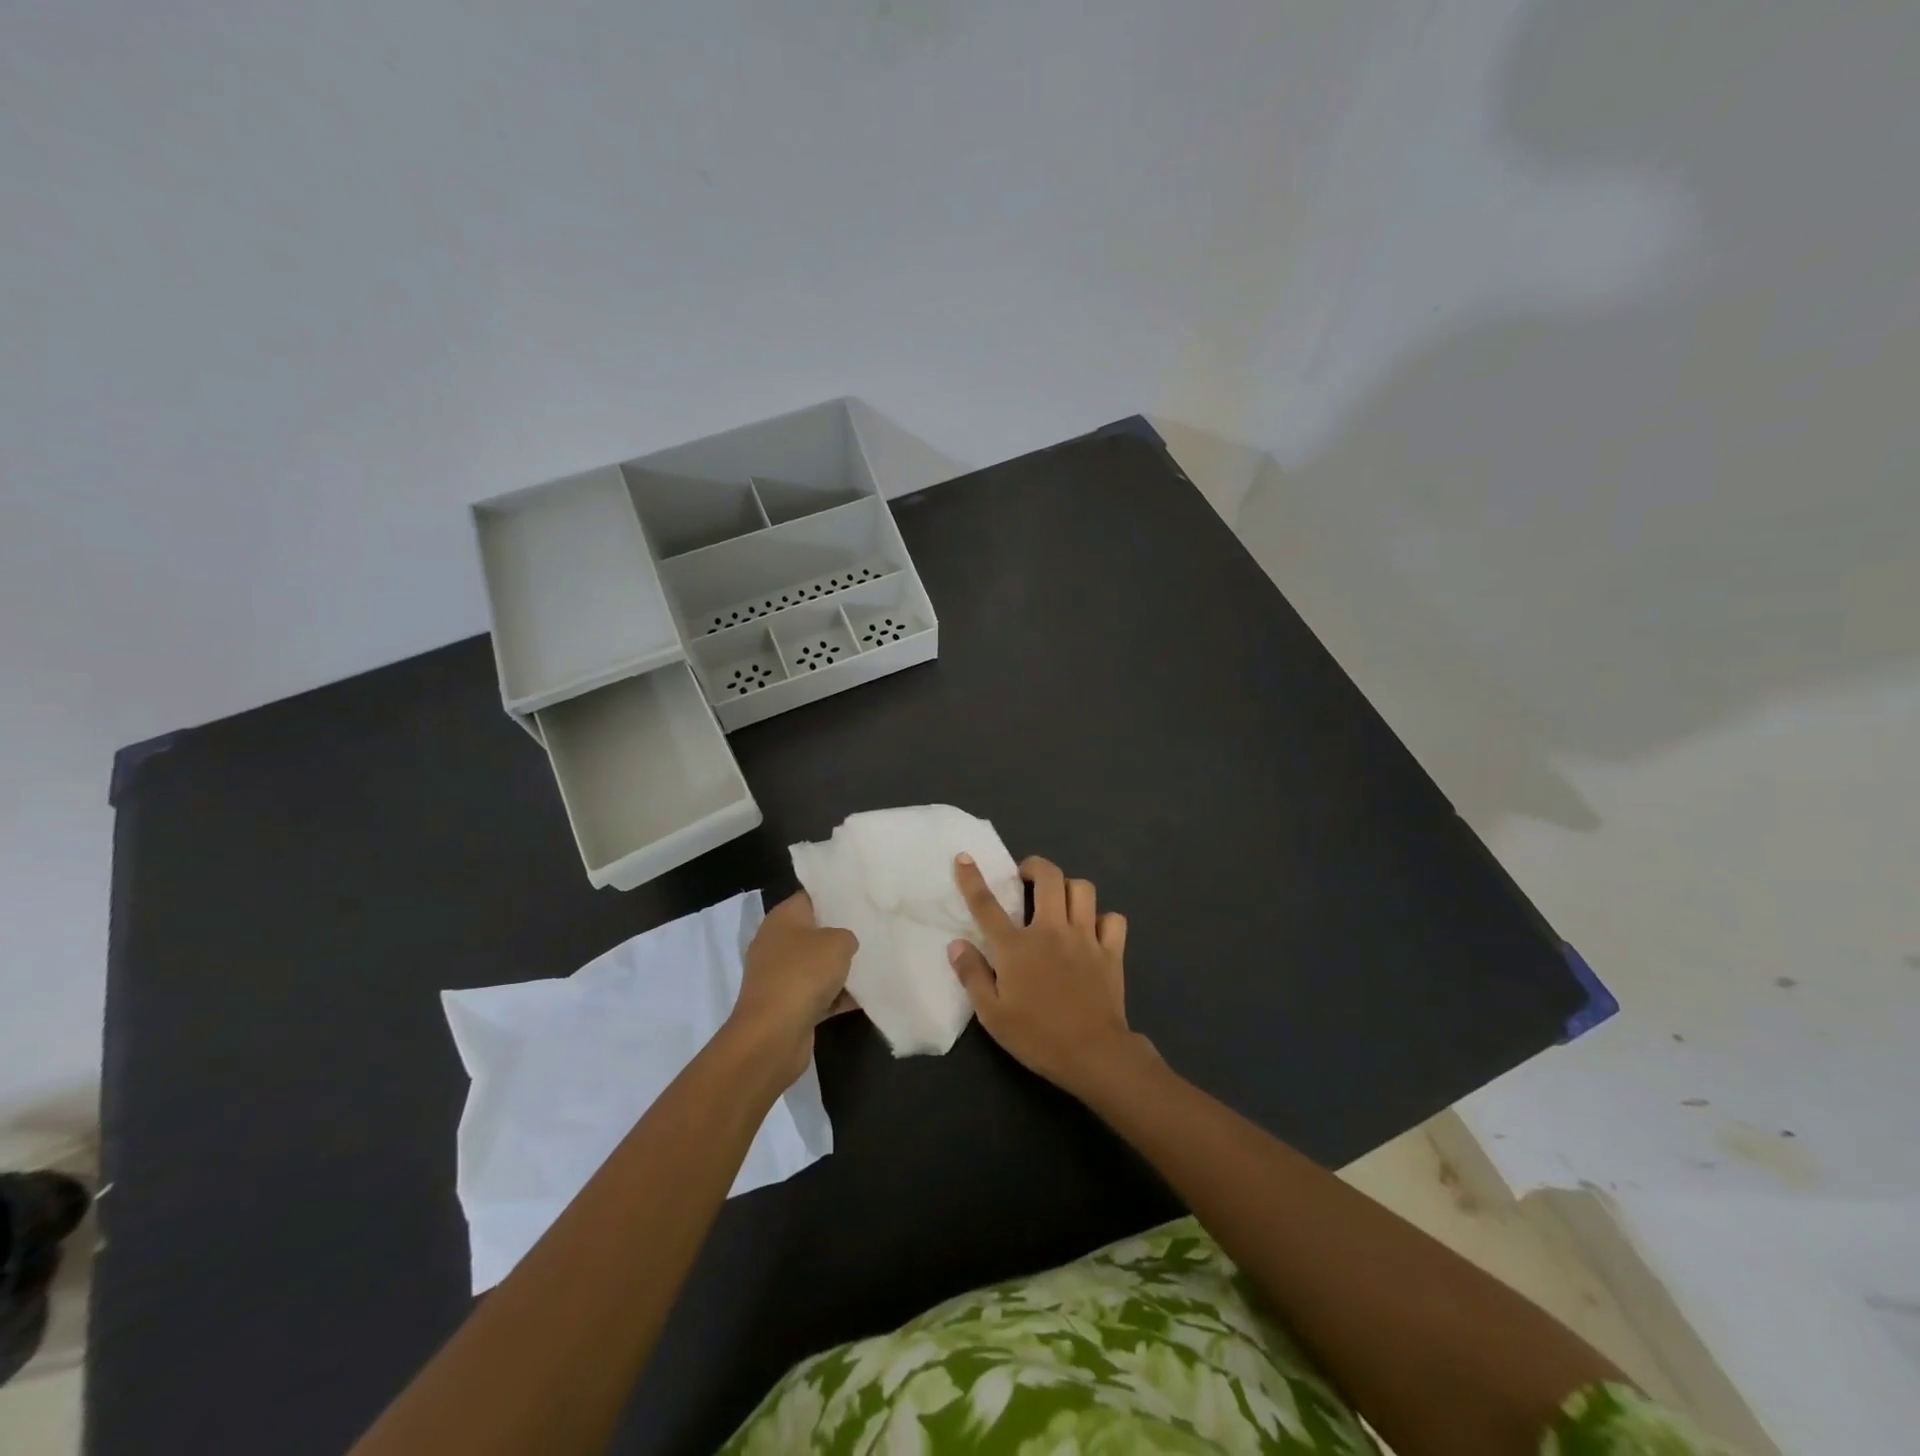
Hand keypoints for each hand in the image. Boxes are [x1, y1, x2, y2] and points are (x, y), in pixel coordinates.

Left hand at [727, 891, 857, 1086]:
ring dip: (840, 969)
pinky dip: (836, 997)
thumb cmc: (803, 974)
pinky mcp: (786, 1006)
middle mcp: (776, 943)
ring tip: (874, 964)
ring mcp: (779, 976)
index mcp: (782, 918)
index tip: (861, 900)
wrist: (773, 1035)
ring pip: (816, 966)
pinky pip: (817, 995)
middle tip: (872, 931)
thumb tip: (844, 945)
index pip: (810, 897)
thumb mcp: (838, 942)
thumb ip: (847, 936)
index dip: (834, 897)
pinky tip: (865, 998)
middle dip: (841, 934)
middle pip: (814, 932)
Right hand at [948, 855, 1143, 1097]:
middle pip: (1048, 877)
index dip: (972, 878)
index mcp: (1017, 946)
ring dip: (1068, 888)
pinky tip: (1093, 930)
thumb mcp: (992, 1014)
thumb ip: (972, 975)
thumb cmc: (1036, 1036)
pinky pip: (1112, 919)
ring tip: (1059, 900)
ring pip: (1082, 888)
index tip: (964, 857)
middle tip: (1025, 876)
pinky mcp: (1111, 951)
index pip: (987, 904)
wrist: (1093, 1054)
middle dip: (1035, 866)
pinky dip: (1103, 919)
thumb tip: (957, 944)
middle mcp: (1051, 930)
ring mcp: (1085, 937)